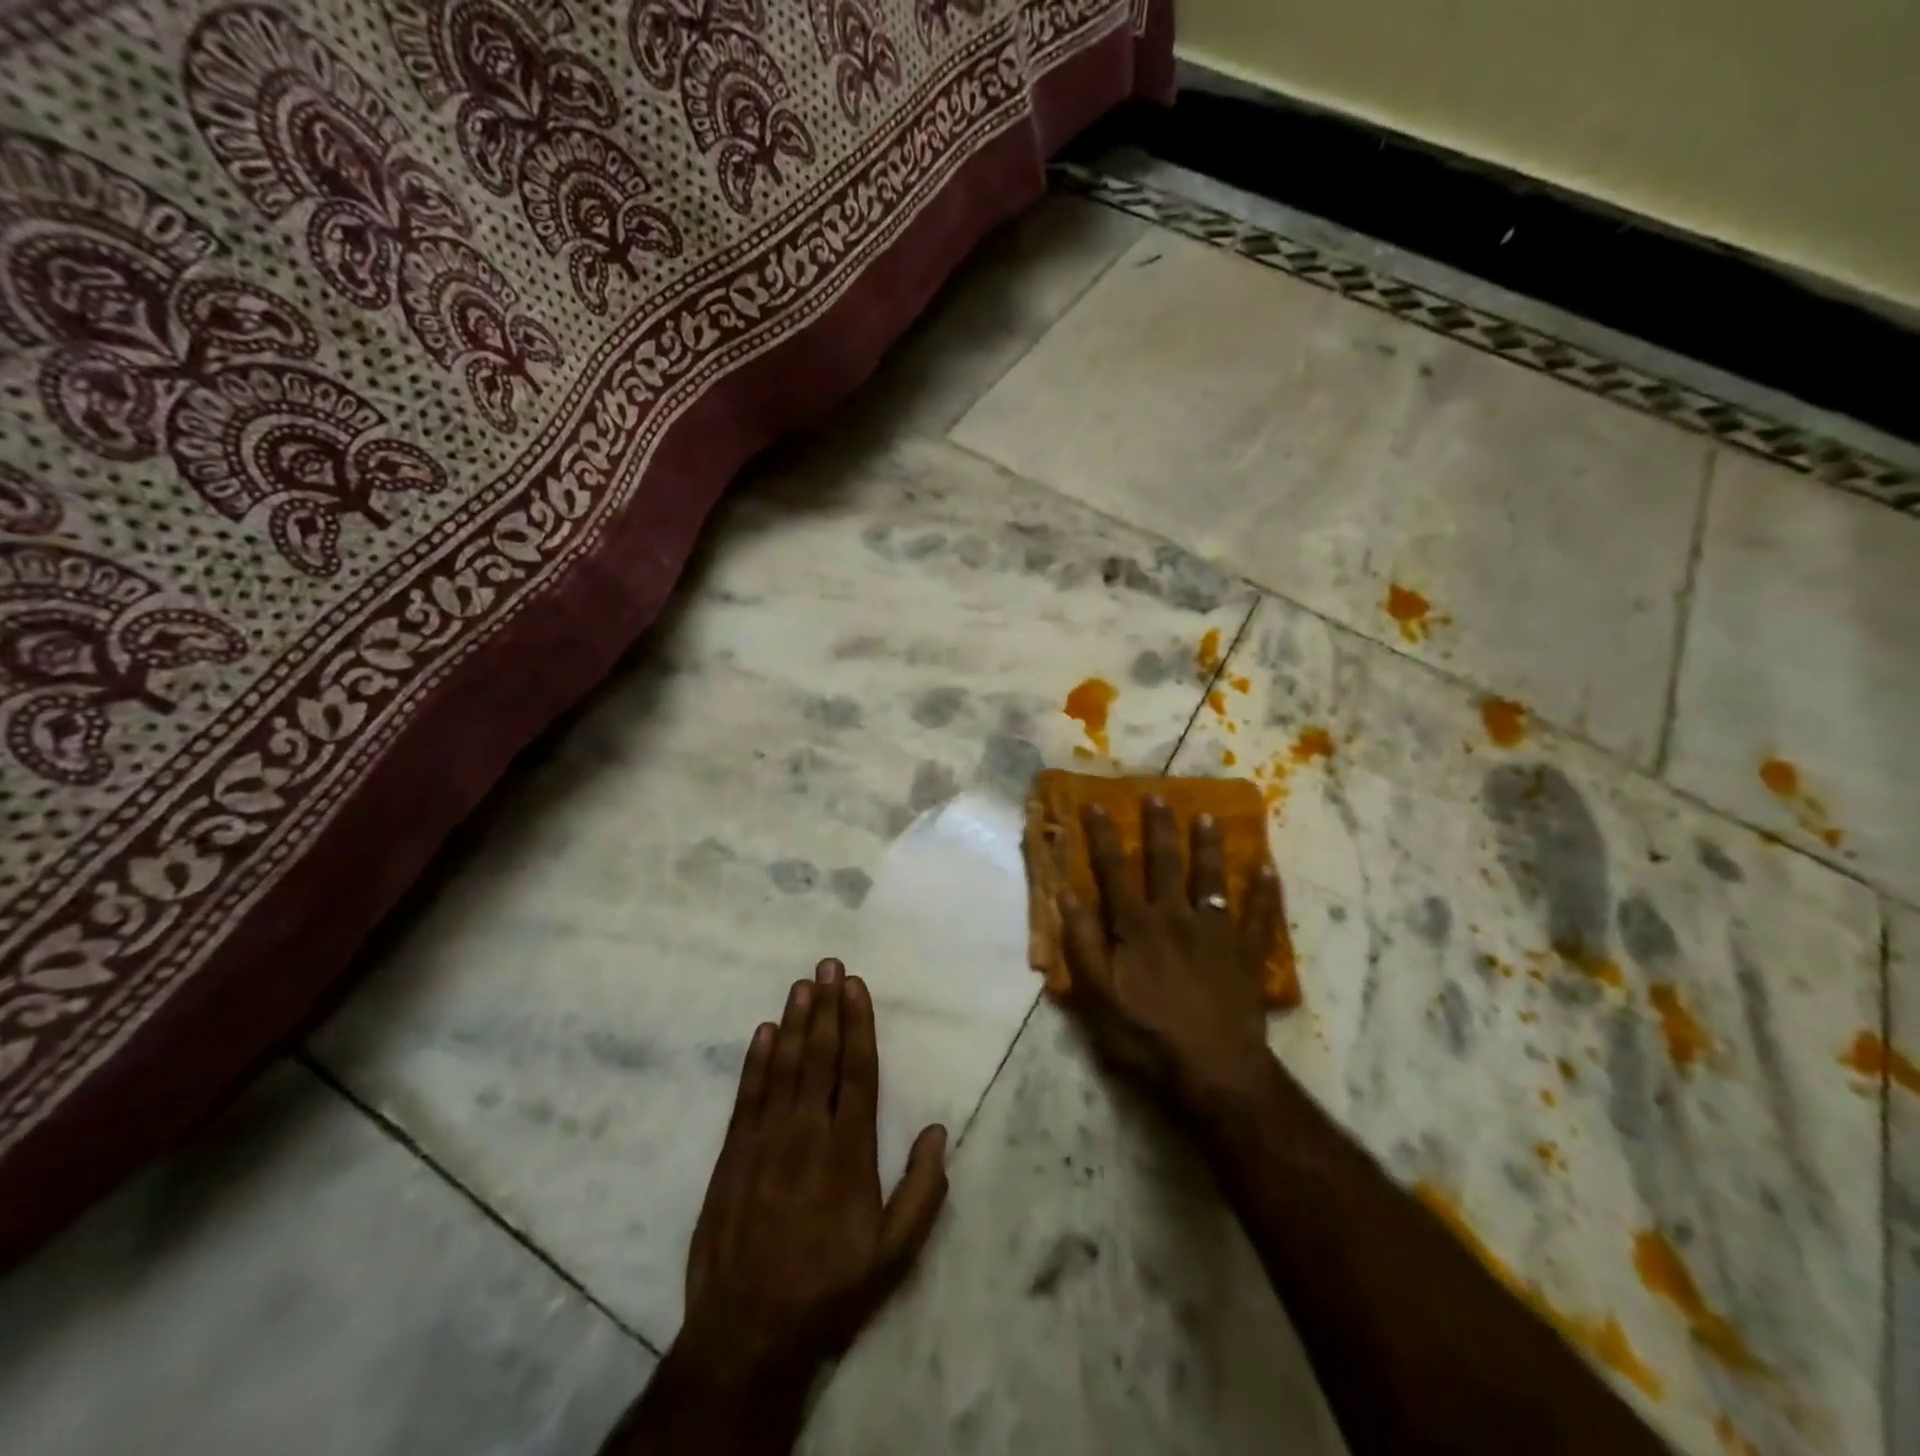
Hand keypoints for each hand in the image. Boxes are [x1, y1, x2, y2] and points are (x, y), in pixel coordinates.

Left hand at [677, 959, 948, 1392]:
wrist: (747, 1332)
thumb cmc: (829, 1289)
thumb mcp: (894, 1256)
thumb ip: (922, 1192)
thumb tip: (939, 1132)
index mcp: (849, 1151)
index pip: (857, 1071)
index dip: (858, 1024)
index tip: (857, 987)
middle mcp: (807, 1132)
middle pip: (820, 1056)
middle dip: (828, 1006)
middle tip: (830, 964)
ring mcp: (766, 1140)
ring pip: (784, 1066)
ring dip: (796, 1021)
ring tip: (804, 983)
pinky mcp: (733, 1154)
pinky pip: (748, 1095)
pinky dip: (756, 1060)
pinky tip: (764, 1031)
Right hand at [1057, 799, 1283, 1114]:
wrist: (1214, 1072)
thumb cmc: (1147, 1036)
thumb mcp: (1098, 996)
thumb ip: (1081, 942)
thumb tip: (1064, 893)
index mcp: (1137, 926)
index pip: (1114, 870)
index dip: (1103, 836)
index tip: (1096, 804)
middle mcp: (1176, 918)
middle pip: (1166, 863)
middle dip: (1159, 828)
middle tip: (1158, 795)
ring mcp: (1217, 934)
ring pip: (1212, 880)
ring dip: (1209, 847)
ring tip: (1209, 817)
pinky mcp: (1247, 956)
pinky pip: (1260, 918)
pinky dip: (1265, 892)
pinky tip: (1268, 868)